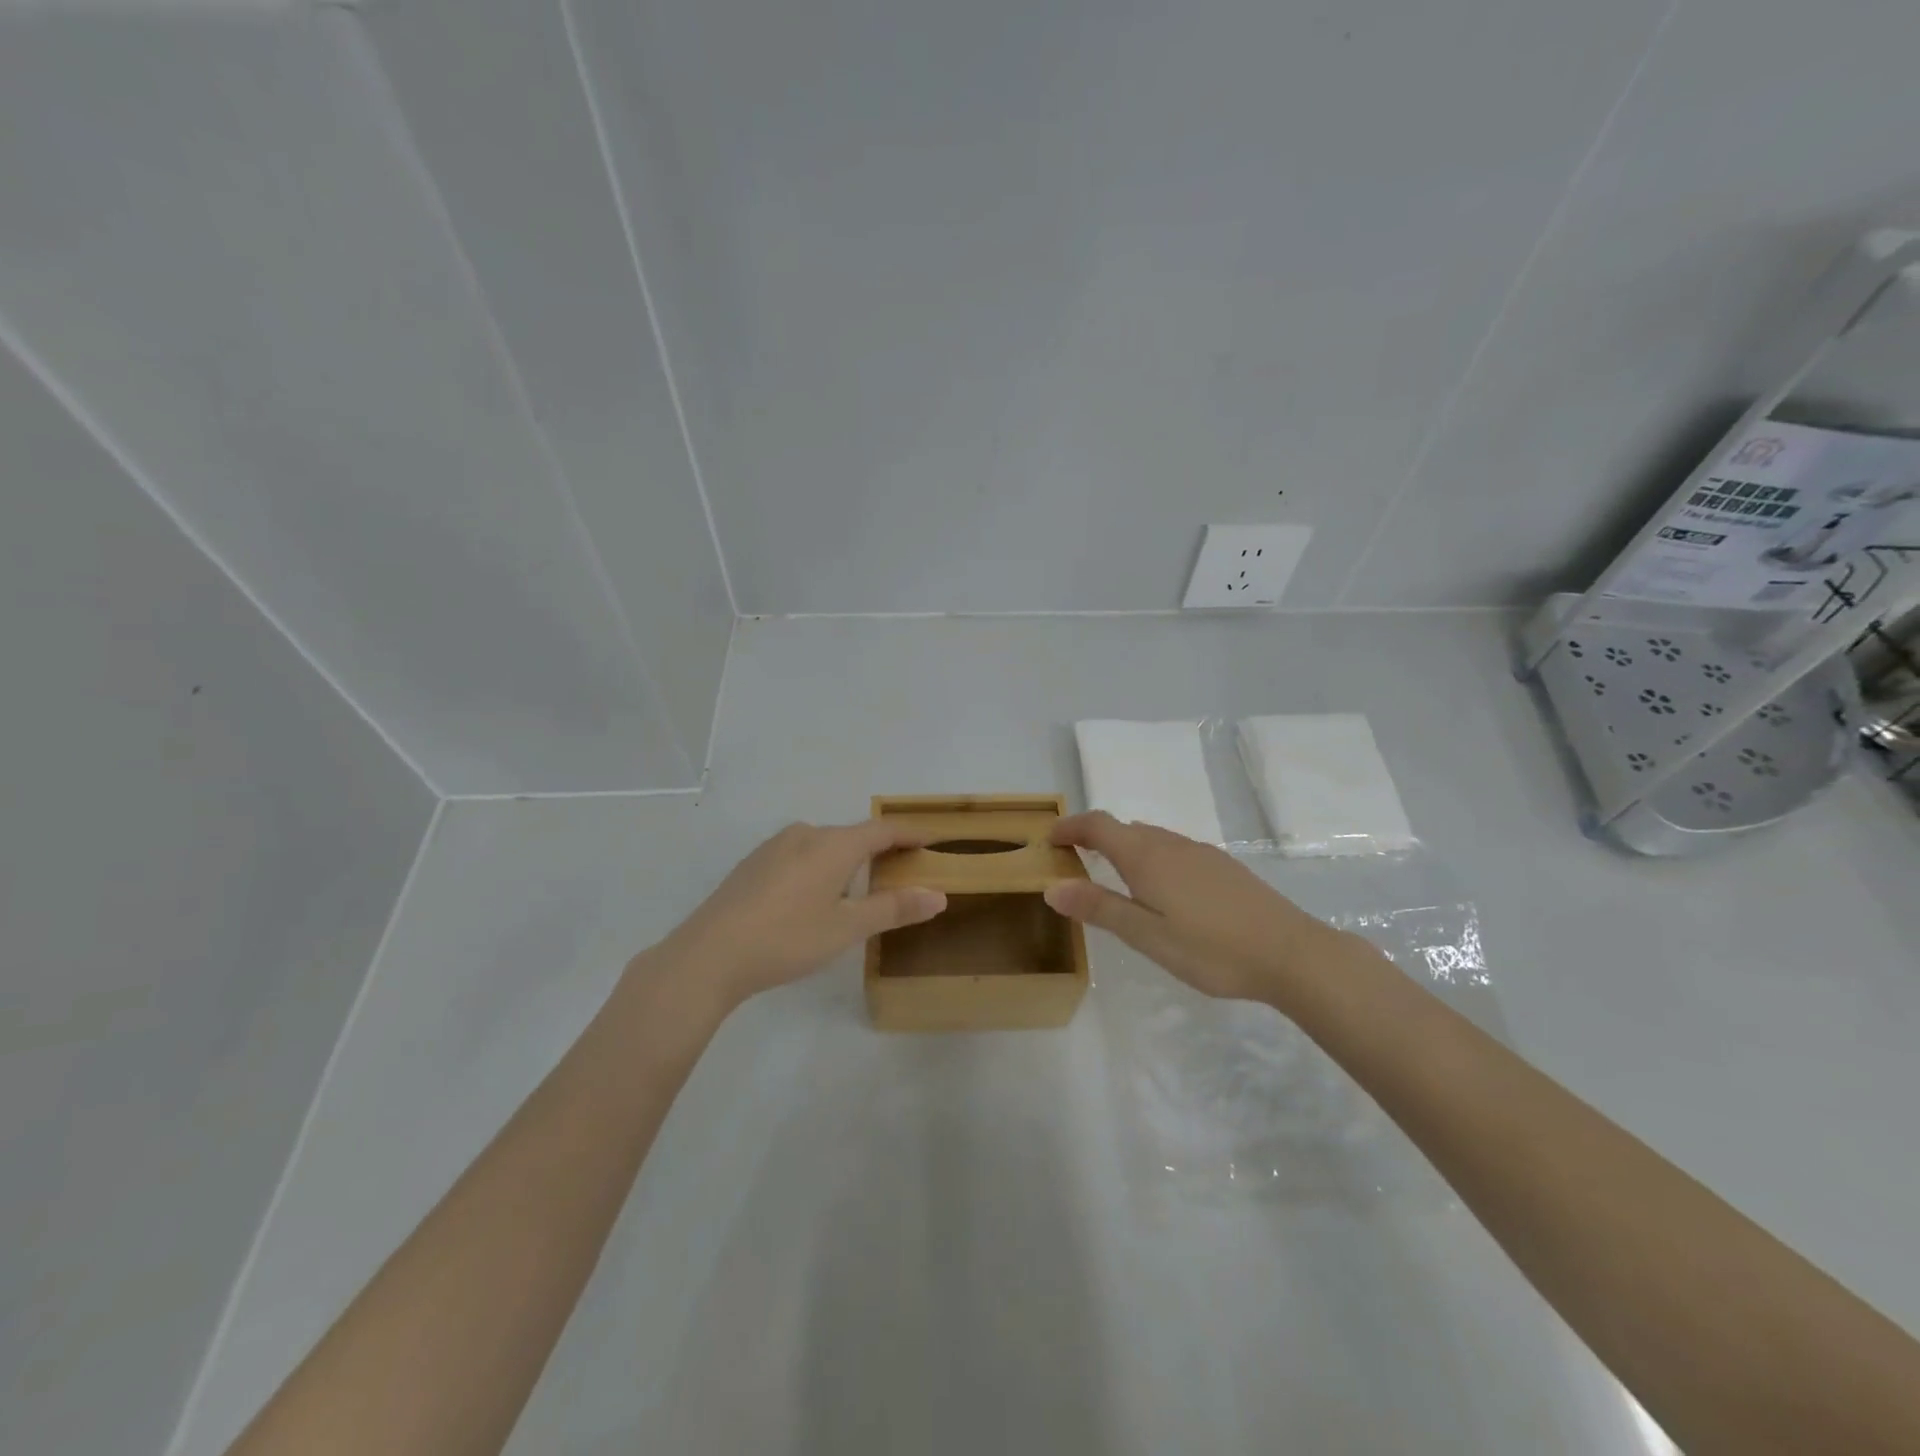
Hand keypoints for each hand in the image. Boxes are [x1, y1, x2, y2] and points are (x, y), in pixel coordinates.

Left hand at [655, 820, 946, 1009]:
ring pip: (824, 846)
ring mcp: (775, 846)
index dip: (910, 834)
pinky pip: (801, 856)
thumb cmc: (787, 938)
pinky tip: (814, 897)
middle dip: (880, 851)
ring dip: (848, 860)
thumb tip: (938, 895)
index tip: (932, 839)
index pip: (883, 830)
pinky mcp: (754, 863)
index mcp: (833, 844)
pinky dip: (821, 867)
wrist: (708, 955)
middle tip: (902, 871)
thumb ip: (893, 908)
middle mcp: (806, 834)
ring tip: (861, 888)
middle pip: (853, 836)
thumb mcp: (847, 928)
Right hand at [1044, 811, 1345, 1002]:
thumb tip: (1051, 886)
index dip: (1070, 826)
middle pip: (1124, 829)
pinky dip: (1151, 857)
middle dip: (1093, 837)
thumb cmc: (1212, 949)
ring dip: (1124, 847)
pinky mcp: (1223, 867)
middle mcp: (1171, 845)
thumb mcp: (1147, 936)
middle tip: (1073, 861)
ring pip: (1151, 838)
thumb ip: (1100, 909)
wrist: (1292, 953)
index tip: (1049, 838)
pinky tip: (1162, 890)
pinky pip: (1173, 849)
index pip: (1098, 825)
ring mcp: (1201, 853)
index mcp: (1147, 858)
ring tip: (1111, 876)